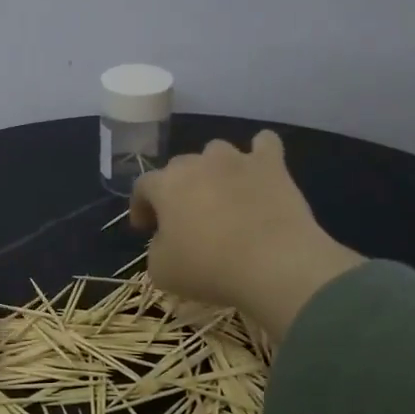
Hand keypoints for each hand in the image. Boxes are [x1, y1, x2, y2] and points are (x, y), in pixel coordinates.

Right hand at [131, 130, 361, 341]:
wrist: (273, 263)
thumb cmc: (209, 268)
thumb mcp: (162, 270)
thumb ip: (156, 248)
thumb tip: (166, 240)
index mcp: (166, 185)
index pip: (142, 186)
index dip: (141, 206)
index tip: (145, 228)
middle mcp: (198, 162)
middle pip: (179, 166)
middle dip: (177, 189)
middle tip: (184, 218)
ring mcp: (236, 159)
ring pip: (216, 151)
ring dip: (214, 169)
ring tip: (221, 194)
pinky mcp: (272, 165)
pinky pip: (265, 143)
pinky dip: (260, 153)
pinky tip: (260, 169)